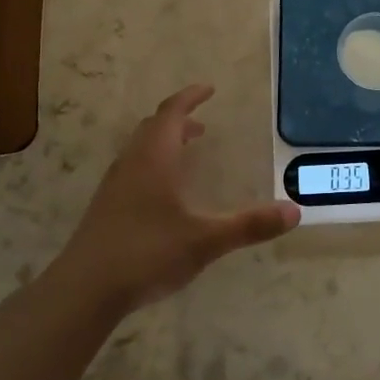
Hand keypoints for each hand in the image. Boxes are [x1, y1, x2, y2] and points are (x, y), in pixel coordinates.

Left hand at [54, 85, 299, 312]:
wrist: (85, 290)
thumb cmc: (147, 253)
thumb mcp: (205, 240)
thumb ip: (249, 225)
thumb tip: (294, 211)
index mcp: (154, 158)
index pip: (172, 113)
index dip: (190, 97)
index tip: (208, 89)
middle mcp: (132, 163)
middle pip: (153, 126)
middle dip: (178, 119)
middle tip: (201, 122)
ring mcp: (114, 185)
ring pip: (140, 148)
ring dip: (163, 141)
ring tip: (186, 152)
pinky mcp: (106, 207)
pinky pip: (133, 168)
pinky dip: (152, 163)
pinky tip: (163, 192)